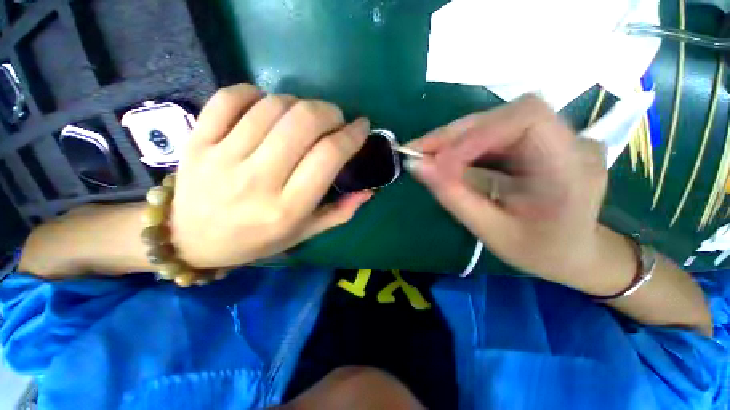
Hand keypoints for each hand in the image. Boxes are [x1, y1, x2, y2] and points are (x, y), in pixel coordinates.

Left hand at [170, 84, 372, 268]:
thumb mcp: (304, 234)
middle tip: (335, 119)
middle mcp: (257, 180)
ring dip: (299, 103)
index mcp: (287, 208)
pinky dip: (255, 93)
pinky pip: (230, 98)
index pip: (328, 156)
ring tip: (304, 116)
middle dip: (329, 112)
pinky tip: (266, 105)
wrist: (191, 239)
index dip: (351, 135)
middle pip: (303, 122)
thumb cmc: (256, 241)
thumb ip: (340, 213)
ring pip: (272, 106)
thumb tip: (368, 191)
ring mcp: (222, 157)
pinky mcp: (198, 141)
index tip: (361, 126)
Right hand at [407, 95, 609, 284]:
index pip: (527, 118)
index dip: (476, 133)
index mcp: (570, 170)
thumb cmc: (538, 251)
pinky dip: (464, 143)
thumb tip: (417, 166)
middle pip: (504, 116)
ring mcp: (556, 137)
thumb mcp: (491, 231)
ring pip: (495, 121)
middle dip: (455, 135)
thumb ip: (453, 196)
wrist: (574, 252)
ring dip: (454, 138)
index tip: (439, 161)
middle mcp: (570, 142)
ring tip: (425, 155)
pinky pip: (495, 132)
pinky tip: (445, 158)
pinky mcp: (538, 140)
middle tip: (417, 152)